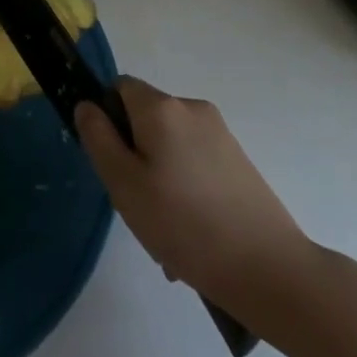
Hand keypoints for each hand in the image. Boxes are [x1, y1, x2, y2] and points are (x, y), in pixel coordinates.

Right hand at [75, 78, 319, 307]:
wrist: (269, 269)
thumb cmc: (184, 223)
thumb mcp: (123, 183)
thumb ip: (98, 137)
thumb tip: (87, 105)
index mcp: (162, 107)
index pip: (119, 87)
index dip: (106, 117)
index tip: (109, 161)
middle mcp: (193, 109)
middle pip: (145, 120)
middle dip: (132, 155)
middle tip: (134, 204)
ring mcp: (221, 135)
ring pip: (169, 147)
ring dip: (157, 180)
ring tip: (163, 233)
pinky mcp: (238, 162)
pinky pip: (194, 165)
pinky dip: (183, 190)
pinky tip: (188, 236)